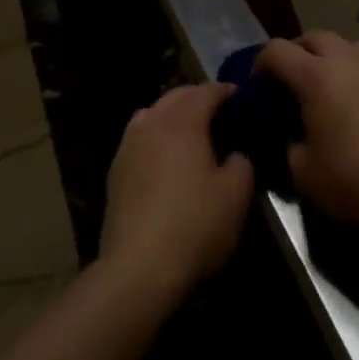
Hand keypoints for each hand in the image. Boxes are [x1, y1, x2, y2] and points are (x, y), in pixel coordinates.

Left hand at [99, 84, 254, 305]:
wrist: (138, 268)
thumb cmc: (194, 225)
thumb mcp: (236, 195)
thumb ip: (242, 163)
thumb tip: (235, 154)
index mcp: (183, 120)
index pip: (207, 91)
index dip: (227, 92)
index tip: (243, 99)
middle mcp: (152, 121)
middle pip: (177, 96)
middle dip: (199, 98)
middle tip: (220, 113)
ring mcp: (128, 144)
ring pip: (153, 113)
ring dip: (173, 114)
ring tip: (191, 133)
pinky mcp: (115, 170)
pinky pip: (139, 137)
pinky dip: (156, 136)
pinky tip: (165, 159)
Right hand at [255, 31, 358, 240]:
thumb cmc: (354, 180)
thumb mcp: (303, 171)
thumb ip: (288, 142)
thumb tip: (290, 133)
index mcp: (314, 76)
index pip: (276, 50)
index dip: (260, 62)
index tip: (257, 84)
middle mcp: (344, 59)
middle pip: (312, 37)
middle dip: (295, 53)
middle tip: (289, 80)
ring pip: (344, 42)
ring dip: (328, 54)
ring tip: (325, 80)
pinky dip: (355, 65)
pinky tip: (356, 91)